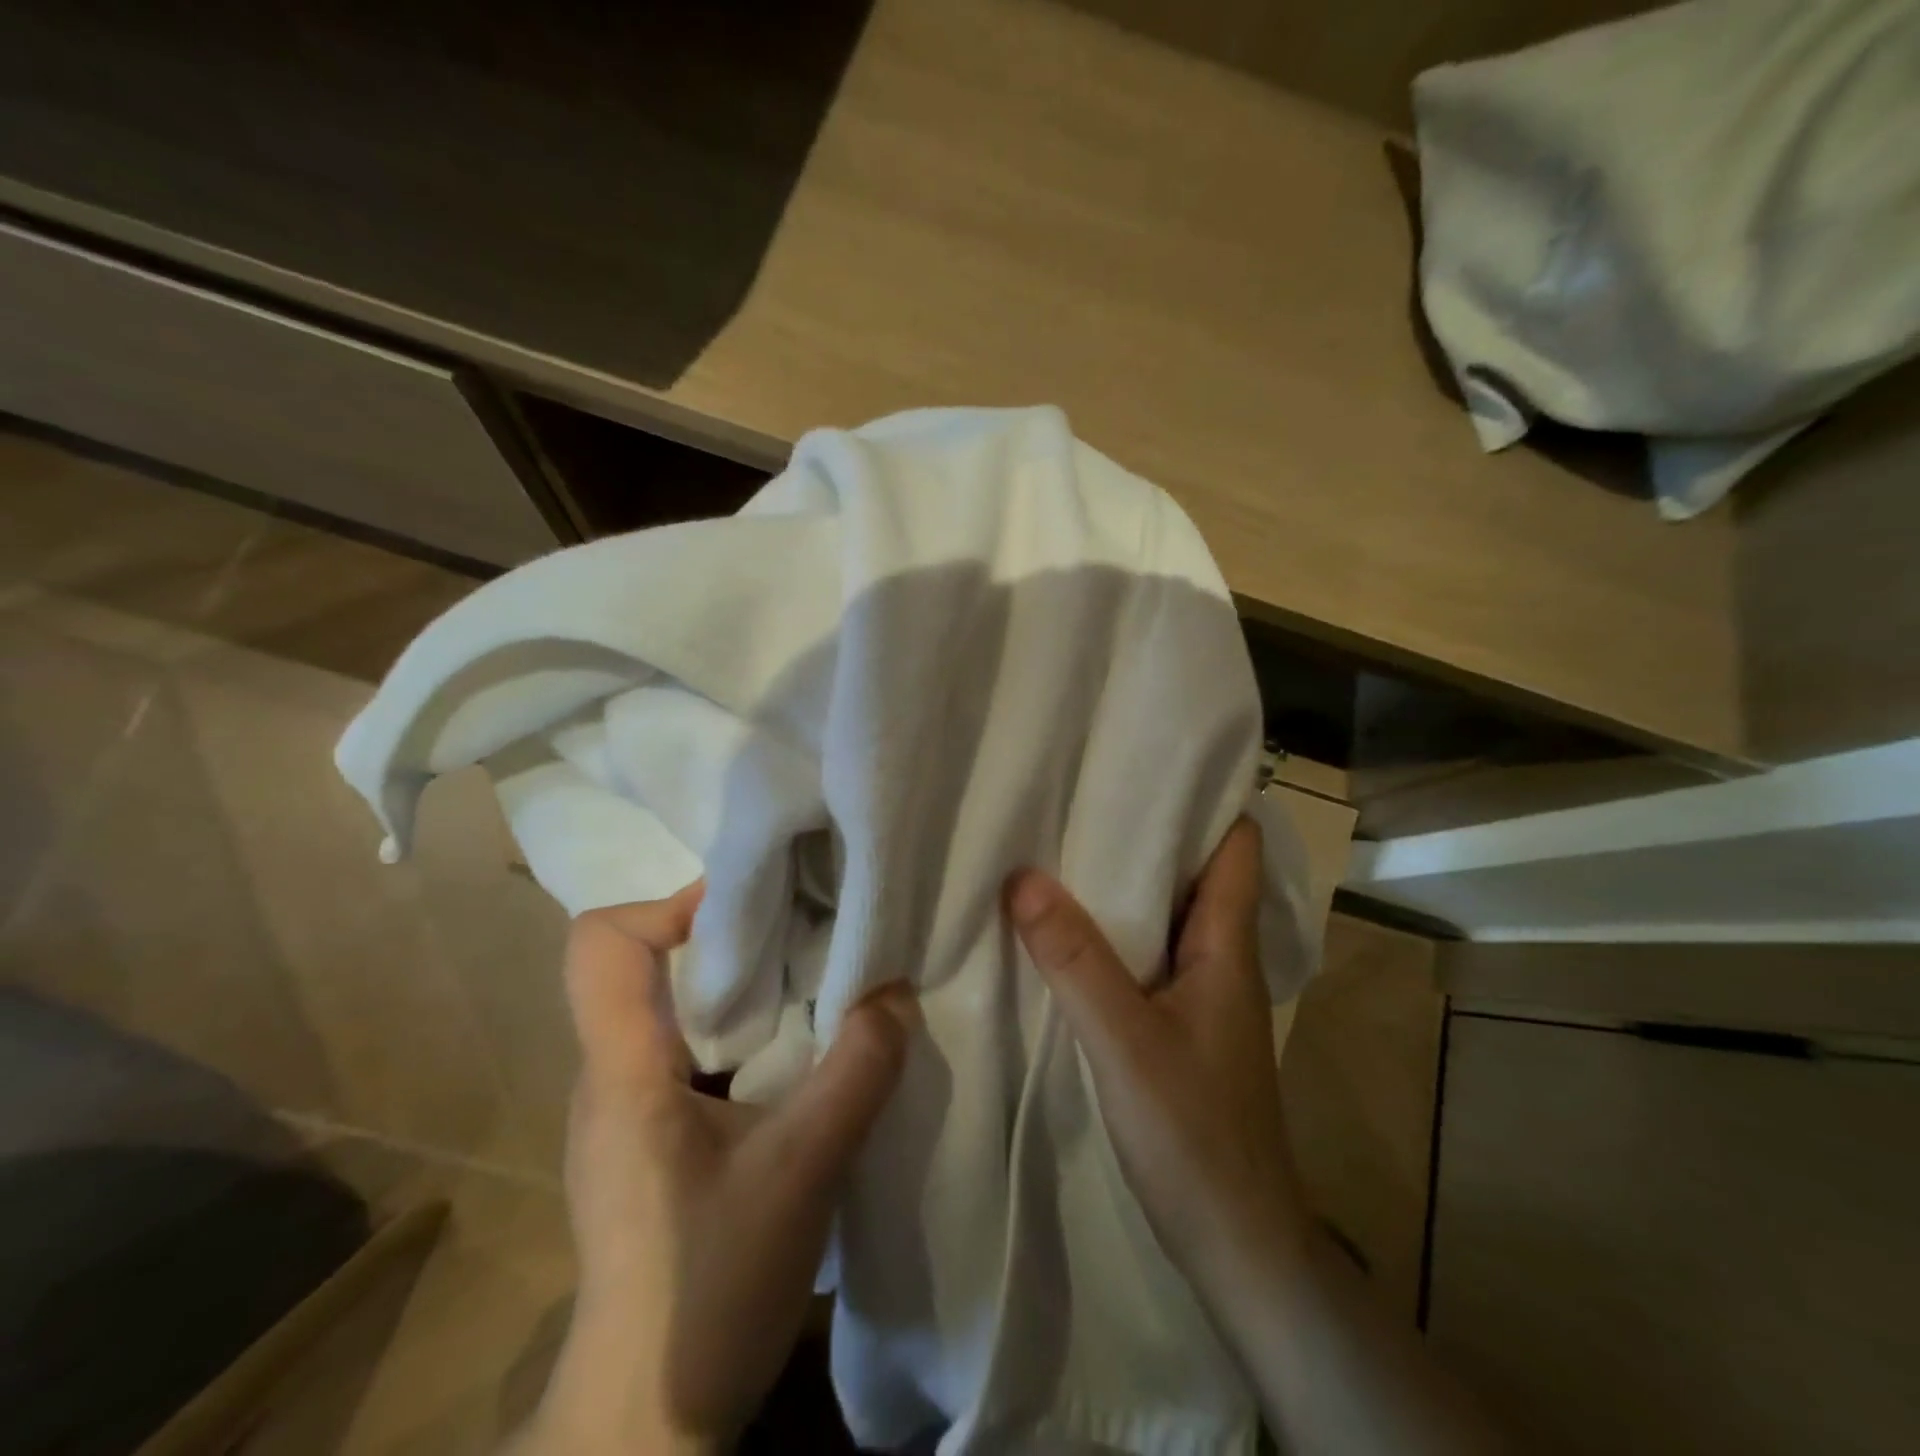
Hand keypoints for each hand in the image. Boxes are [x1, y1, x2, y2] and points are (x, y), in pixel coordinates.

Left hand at [517, 884, 915, 1454]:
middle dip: (729, 938)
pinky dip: (742, 1033)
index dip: (673, 906)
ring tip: (814, 990)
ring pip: (673, 1008)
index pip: (603, 943)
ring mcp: (627, 1110)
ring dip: (742, 988)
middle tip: (807, 938)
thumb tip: (897, 993)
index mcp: (623, 1069)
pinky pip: (690, 1052)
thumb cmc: (708, 1290)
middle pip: (647, 964)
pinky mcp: (651, 1140)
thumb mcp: (804, 1171)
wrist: (646, 1427)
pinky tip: (796, 1060)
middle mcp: (611, 1075)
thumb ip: (857, 1071)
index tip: (756, 912)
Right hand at [1006, 818, 1308, 1297]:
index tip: (1150, 761)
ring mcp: (1198, 993)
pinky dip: (1113, 930)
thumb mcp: (1125, 1041)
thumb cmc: (1194, 1134)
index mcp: (1224, 945)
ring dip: (1124, 882)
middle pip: (1192, 872)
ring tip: (1064, 844)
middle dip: (1147, 831)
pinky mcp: (1177, 1024)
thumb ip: (1075, 960)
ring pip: (1164, 914)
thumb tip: (1022, 877)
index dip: (1206, 800)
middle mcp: (1217, 957)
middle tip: (1084, 792)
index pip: (1236, 847)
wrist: (1236, 1244)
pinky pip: (1144, 954)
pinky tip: (1067, 928)